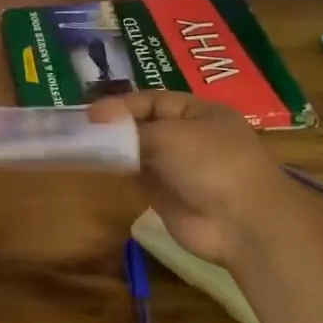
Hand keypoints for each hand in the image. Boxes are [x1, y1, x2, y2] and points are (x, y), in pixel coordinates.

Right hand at [89, 92, 280, 267]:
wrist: (240, 222)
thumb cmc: (211, 164)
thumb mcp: (170, 135)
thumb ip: (132, 130)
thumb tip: (102, 128)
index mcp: (199, 113)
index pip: (153, 100)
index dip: (122, 105)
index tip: (91, 115)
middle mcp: (188, 137)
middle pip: (144, 125)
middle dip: (115, 125)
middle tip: (82, 128)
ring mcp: (176, 168)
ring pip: (138, 151)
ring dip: (114, 148)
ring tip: (82, 144)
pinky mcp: (165, 195)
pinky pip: (136, 176)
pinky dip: (118, 170)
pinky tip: (96, 165)